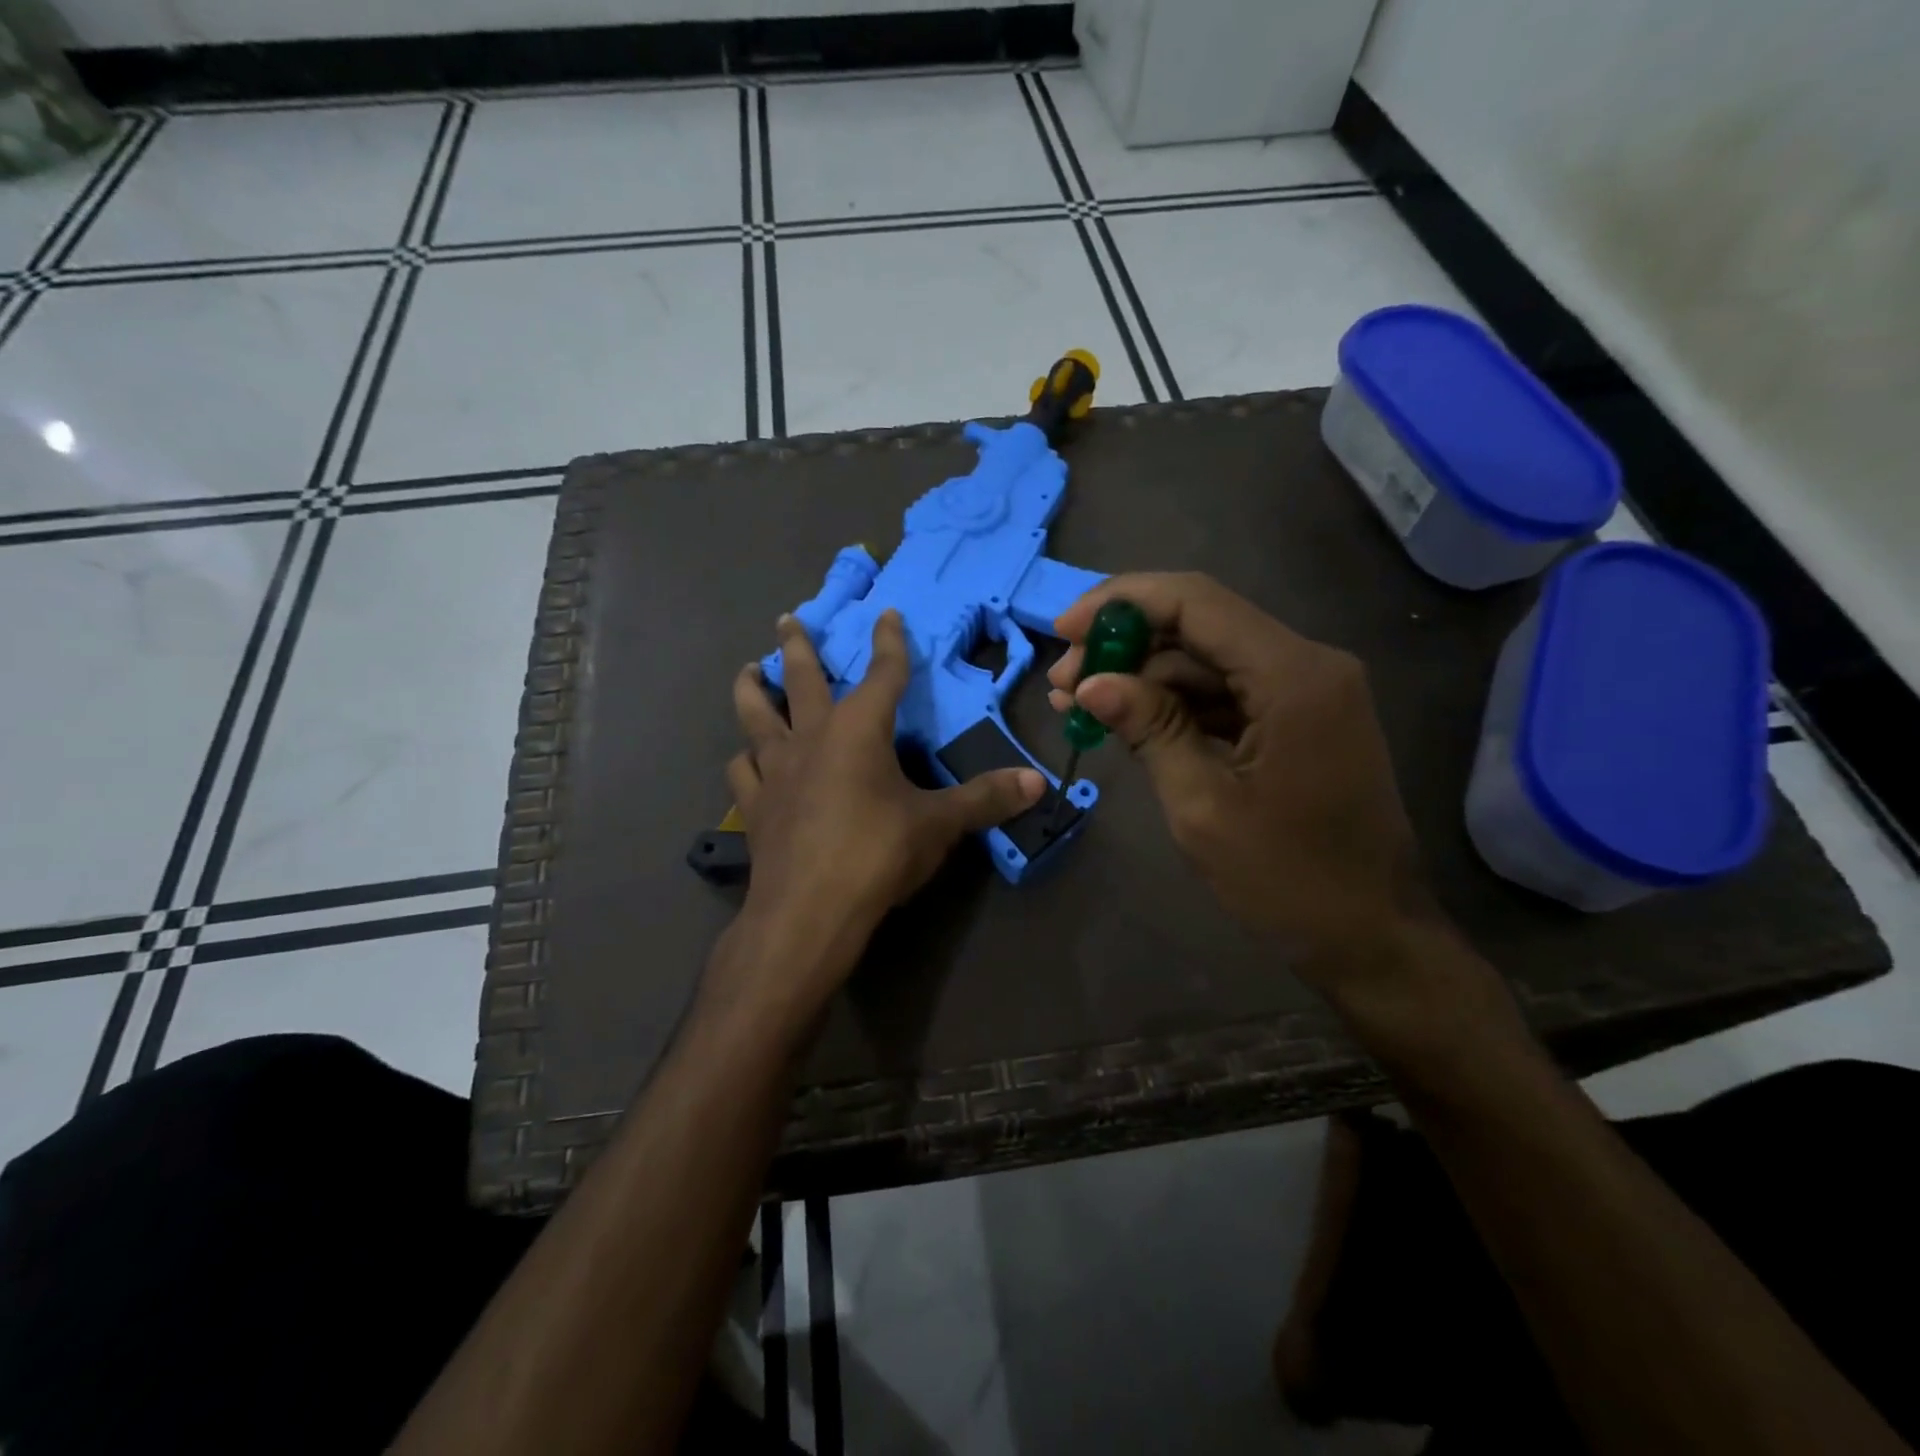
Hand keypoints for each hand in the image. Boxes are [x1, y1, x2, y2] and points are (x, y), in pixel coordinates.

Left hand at [726, 610, 1044, 993]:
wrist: (809, 912)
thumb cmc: (877, 854)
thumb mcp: (939, 825)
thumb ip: (985, 800)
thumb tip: (1038, 783)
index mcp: (858, 730)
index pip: (882, 674)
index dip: (889, 643)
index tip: (886, 614)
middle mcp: (812, 738)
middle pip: (803, 679)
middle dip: (799, 646)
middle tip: (788, 619)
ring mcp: (776, 771)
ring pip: (756, 716)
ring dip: (752, 690)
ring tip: (749, 672)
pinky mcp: (755, 806)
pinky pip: (743, 770)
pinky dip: (745, 758)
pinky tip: (747, 758)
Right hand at [1048, 572, 1437, 990]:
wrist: (1370, 935)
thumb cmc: (1288, 878)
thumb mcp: (1203, 804)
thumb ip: (1149, 729)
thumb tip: (1089, 683)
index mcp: (1293, 675)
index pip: (1195, 602)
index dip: (1121, 604)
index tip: (1063, 631)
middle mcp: (1306, 663)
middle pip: (1199, 624)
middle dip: (1124, 645)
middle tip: (1062, 683)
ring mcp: (1306, 689)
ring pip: (1207, 658)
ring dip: (1142, 676)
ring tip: (1078, 706)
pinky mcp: (1298, 716)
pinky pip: (1225, 691)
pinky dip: (1173, 702)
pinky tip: (1126, 721)